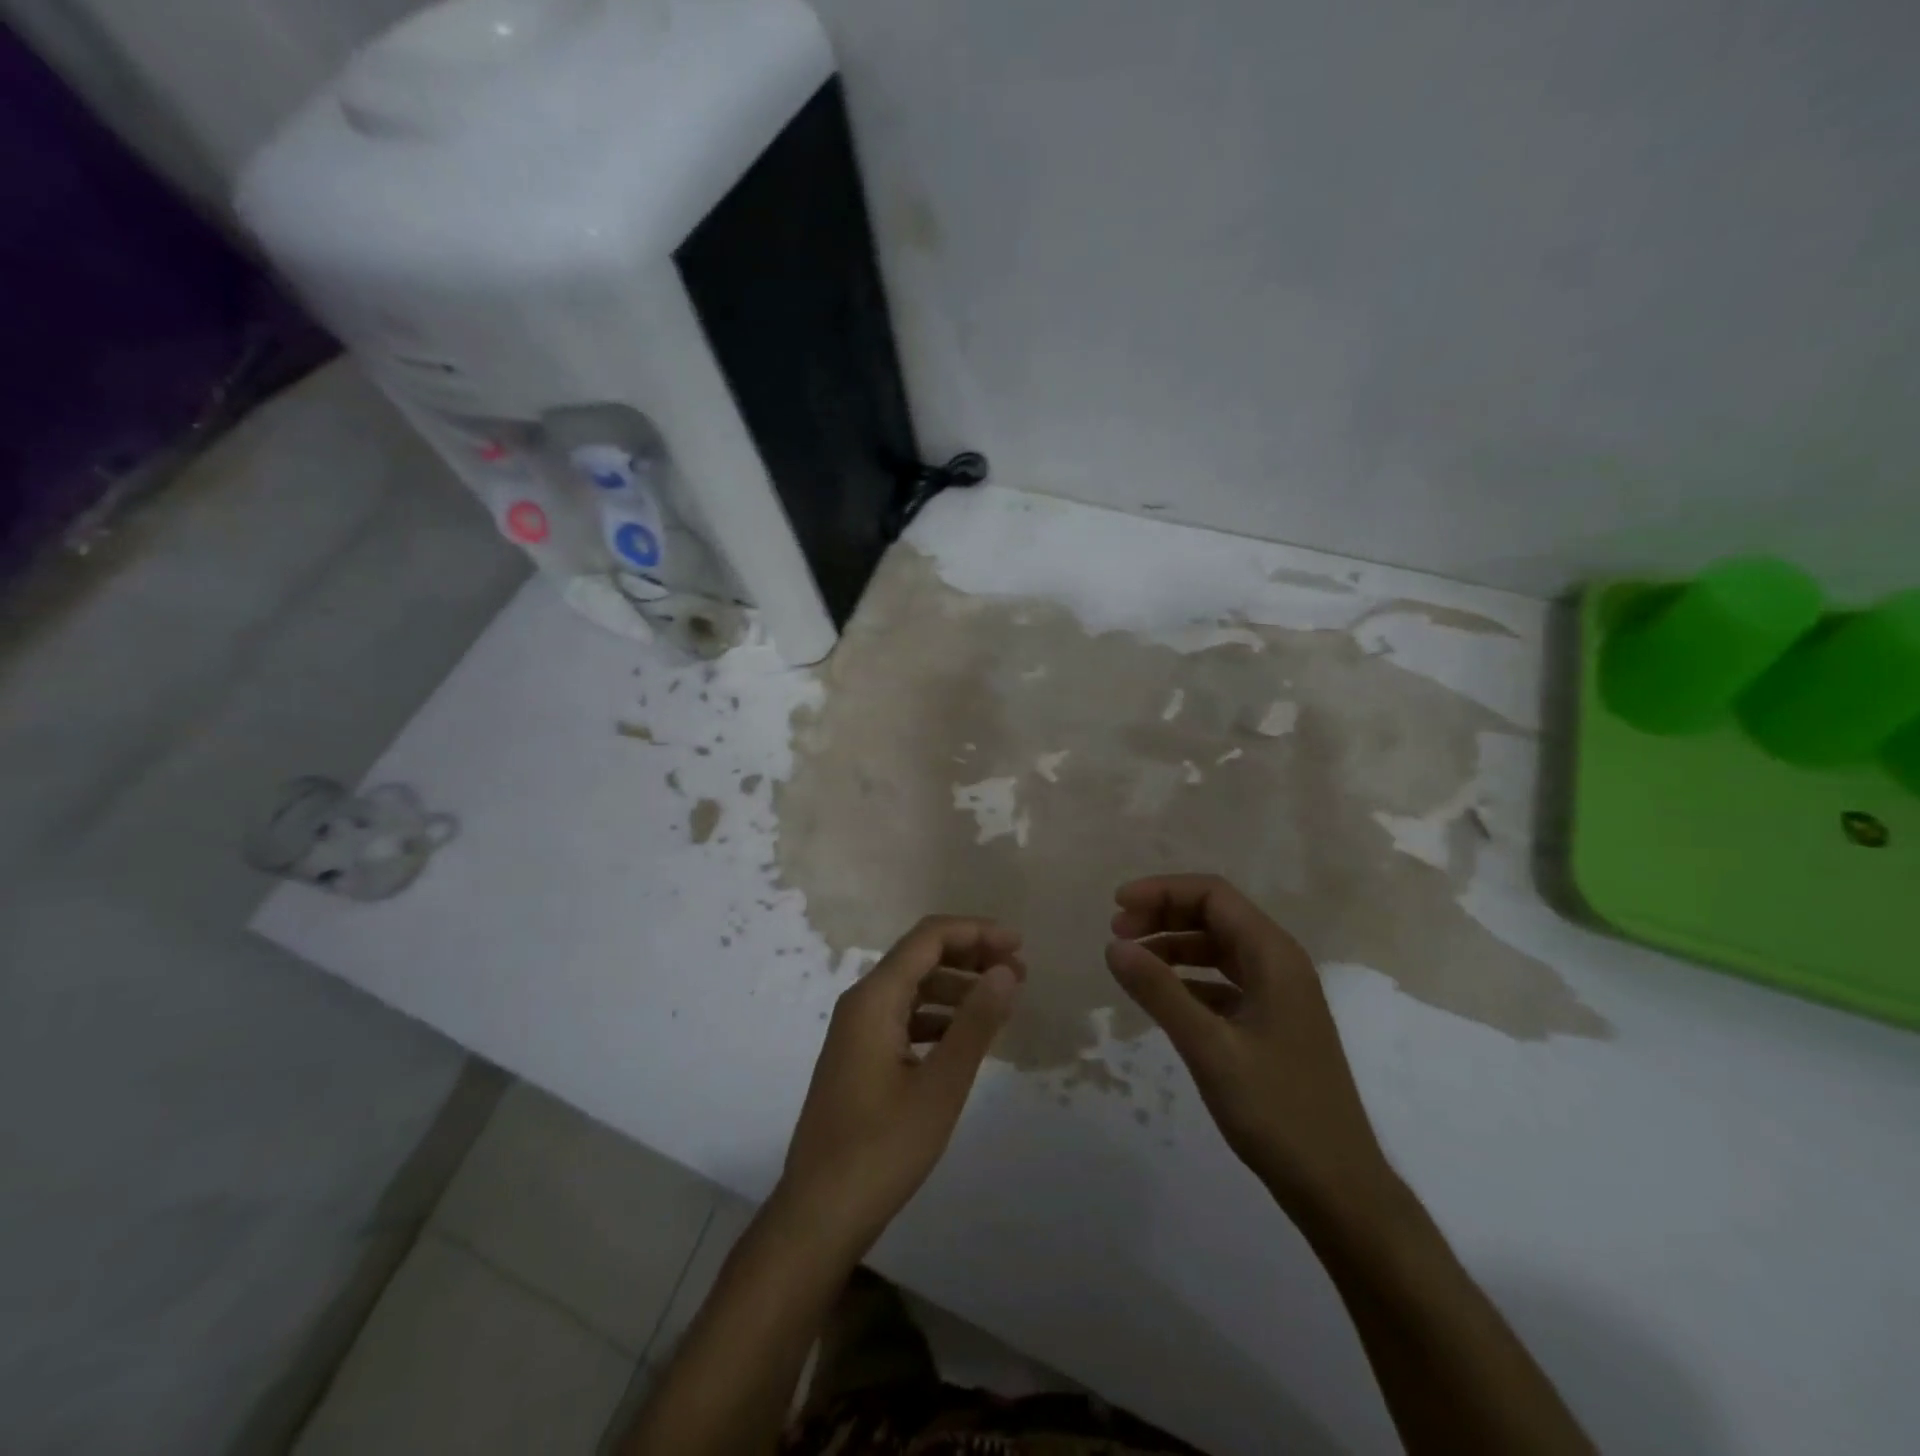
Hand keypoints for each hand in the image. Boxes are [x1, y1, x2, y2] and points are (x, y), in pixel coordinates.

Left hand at [777, 917, 1023, 1252]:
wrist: (818, 1215)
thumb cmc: (882, 1148)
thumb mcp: (940, 1086)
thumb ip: (975, 1023)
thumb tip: (1004, 971)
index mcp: (874, 998)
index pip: (928, 938)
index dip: (976, 932)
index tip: (1019, 945)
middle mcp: (861, 1003)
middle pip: (920, 957)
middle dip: (970, 957)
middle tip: (1019, 973)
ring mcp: (857, 1031)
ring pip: (913, 988)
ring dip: (957, 988)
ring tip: (1002, 1003)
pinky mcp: (860, 1058)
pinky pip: (905, 1018)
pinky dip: (939, 1017)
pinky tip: (967, 1036)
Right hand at [1105, 875, 1393, 1219]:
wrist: (1339, 1188)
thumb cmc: (1277, 1112)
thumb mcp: (1210, 1048)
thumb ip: (1160, 992)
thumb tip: (1114, 946)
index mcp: (1274, 956)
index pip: (1213, 895)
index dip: (1162, 892)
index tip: (1117, 908)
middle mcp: (1280, 965)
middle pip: (1215, 915)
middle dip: (1164, 915)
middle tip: (1117, 935)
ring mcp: (1278, 996)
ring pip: (1218, 948)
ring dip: (1174, 946)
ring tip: (1132, 962)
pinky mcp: (1272, 1025)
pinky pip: (1224, 982)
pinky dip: (1189, 979)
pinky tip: (1162, 999)